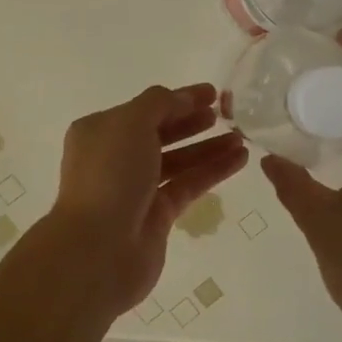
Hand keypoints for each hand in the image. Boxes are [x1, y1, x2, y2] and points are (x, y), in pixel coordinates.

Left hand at [46, 83, 247, 314]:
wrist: (99, 247)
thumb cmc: (110, 175)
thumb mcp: (131, 124)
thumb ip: (160, 103)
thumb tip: (184, 98)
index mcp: (100, 132)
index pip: (145, 109)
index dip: (179, 99)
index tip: (213, 93)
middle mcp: (115, 158)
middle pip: (161, 134)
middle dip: (193, 123)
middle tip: (227, 115)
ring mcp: (136, 189)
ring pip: (178, 161)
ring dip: (208, 148)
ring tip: (241, 139)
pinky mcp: (157, 215)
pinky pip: (188, 185)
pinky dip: (212, 172)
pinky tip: (239, 160)